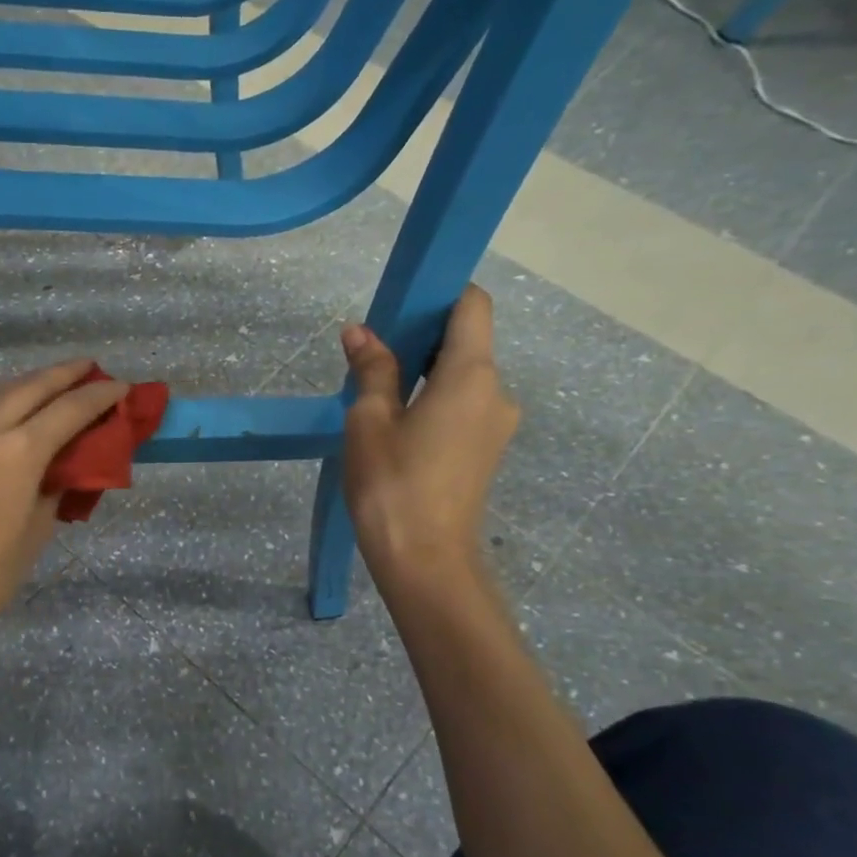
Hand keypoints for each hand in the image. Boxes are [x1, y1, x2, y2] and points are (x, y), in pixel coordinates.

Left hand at [0, 360, 129, 648]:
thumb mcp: (36, 532)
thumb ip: (53, 490)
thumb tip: (63, 469)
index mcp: (20, 453)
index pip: (69, 411)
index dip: (99, 396)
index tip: (121, 387)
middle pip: (33, 389)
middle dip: (65, 375)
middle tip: (90, 369)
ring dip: (27, 381)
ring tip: (50, 378)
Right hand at [340, 286, 519, 591]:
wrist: (424, 561)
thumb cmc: (392, 483)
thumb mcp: (369, 420)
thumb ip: (372, 369)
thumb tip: (360, 331)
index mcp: (472, 375)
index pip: (473, 306)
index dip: (441, 295)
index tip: (401, 307)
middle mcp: (496, 393)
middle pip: (467, 343)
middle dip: (422, 339)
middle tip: (373, 356)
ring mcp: (496, 426)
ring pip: (462, 380)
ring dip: (425, 376)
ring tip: (378, 399)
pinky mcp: (486, 453)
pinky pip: (462, 409)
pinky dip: (433, 404)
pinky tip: (397, 430)